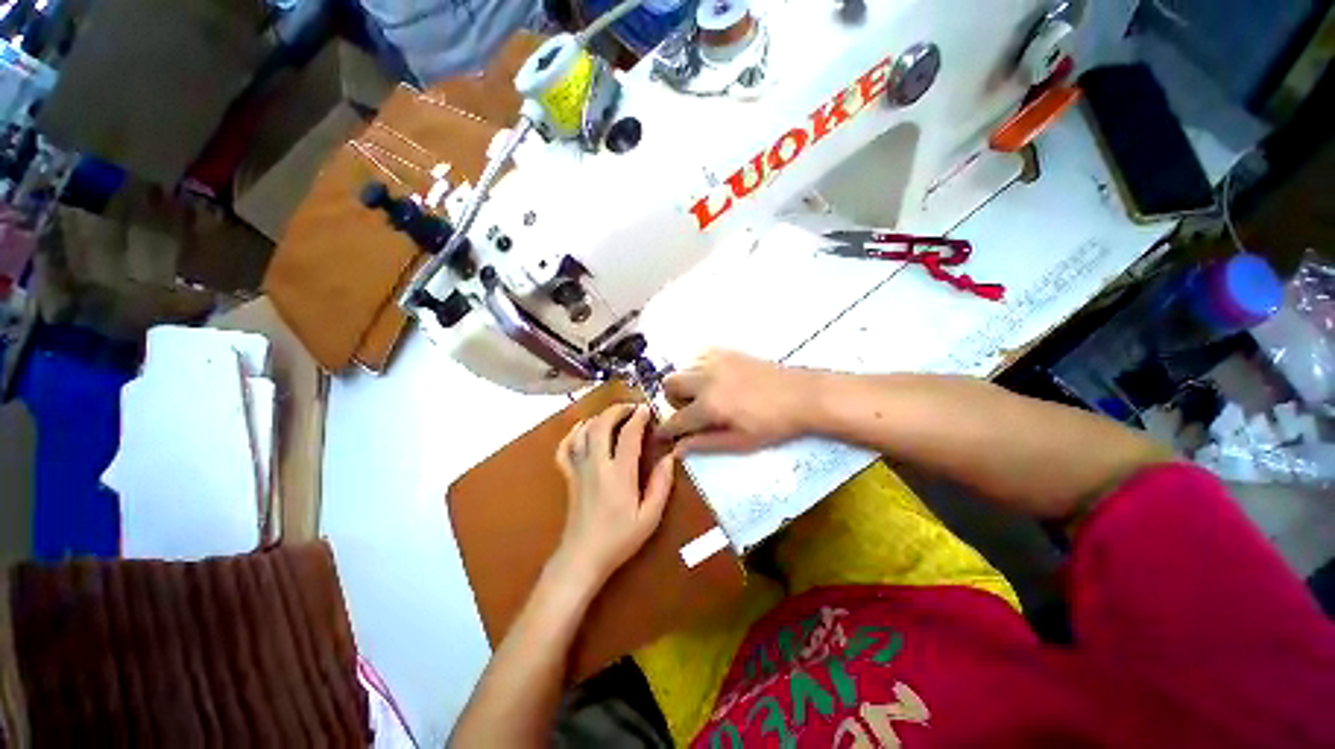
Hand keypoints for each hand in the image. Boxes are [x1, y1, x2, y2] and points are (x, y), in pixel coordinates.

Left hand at [552, 404, 674, 587]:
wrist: (583, 557)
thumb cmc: (619, 539)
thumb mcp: (650, 517)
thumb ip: (662, 485)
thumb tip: (670, 457)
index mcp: (619, 474)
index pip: (628, 435)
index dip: (638, 417)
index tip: (647, 409)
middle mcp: (597, 465)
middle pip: (601, 425)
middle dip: (616, 410)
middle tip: (631, 407)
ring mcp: (579, 469)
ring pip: (583, 432)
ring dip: (598, 417)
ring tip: (612, 415)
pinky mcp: (568, 476)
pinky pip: (565, 448)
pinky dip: (572, 434)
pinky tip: (582, 429)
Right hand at [657, 350, 820, 452]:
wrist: (802, 395)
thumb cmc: (773, 425)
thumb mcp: (739, 442)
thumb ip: (704, 444)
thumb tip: (677, 450)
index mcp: (709, 405)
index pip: (675, 419)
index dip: (664, 430)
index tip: (661, 435)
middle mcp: (706, 379)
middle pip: (669, 384)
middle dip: (673, 401)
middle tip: (692, 411)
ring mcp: (715, 360)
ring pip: (682, 368)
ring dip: (686, 384)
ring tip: (706, 395)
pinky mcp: (726, 351)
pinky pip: (698, 356)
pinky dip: (699, 369)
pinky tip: (716, 379)